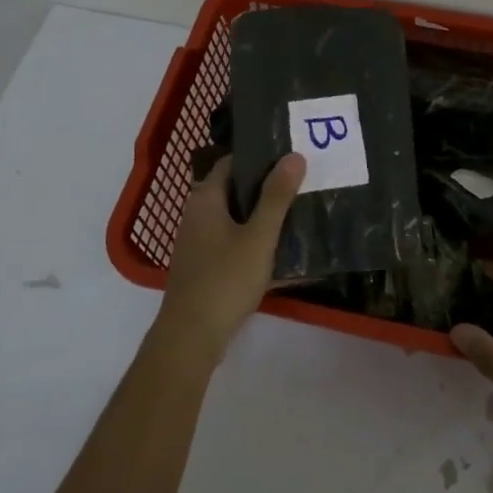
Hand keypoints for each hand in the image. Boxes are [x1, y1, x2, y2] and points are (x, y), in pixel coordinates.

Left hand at [156, 154, 305, 361]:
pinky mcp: (203, 266)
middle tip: (300, 183)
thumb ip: (276, 197)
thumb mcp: (259, 237)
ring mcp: (197, 243)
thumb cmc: (225, 279)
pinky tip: (279, 250)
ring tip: (297, 212)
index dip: (258, 156)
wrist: (191, 336)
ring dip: (261, 215)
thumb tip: (294, 156)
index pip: (230, 163)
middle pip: (233, 190)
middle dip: (265, 186)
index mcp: (205, 199)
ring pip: (234, 218)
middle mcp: (196, 215)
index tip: (288, 156)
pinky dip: (252, 240)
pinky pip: (231, 242)